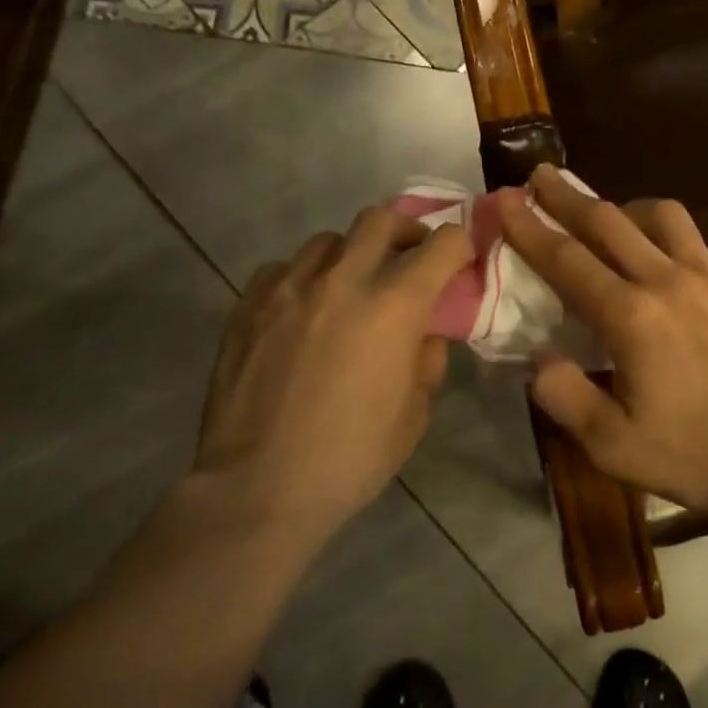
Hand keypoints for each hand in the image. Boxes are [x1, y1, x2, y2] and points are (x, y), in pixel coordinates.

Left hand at [190, 207, 471, 537]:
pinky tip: (303, 310)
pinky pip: (282, 269)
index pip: (441, 244)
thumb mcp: (415, 413)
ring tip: (350, 287)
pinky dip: (303, 278)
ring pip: (328, 241)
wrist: (260, 487)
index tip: (460, 259)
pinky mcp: (247, 307)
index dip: (459, 245)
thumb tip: (422, 334)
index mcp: (394, 306)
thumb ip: (426, 360)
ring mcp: (288, 289)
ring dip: (352, 255)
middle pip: (380, 220)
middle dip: (406, 230)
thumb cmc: (353, 456)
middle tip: (410, 258)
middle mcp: (342, 281)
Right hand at [496, 166, 707, 514]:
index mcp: (631, 317)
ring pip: (665, 218)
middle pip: (610, 222)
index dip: (530, 227)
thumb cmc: (697, 455)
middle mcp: (669, 281)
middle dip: (568, 197)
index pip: (567, 259)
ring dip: (629, 209)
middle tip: (542, 176)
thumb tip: (539, 359)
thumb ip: (566, 397)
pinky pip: (705, 246)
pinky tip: (677, 263)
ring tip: (614, 217)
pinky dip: (679, 243)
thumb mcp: (613, 446)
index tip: (505, 199)